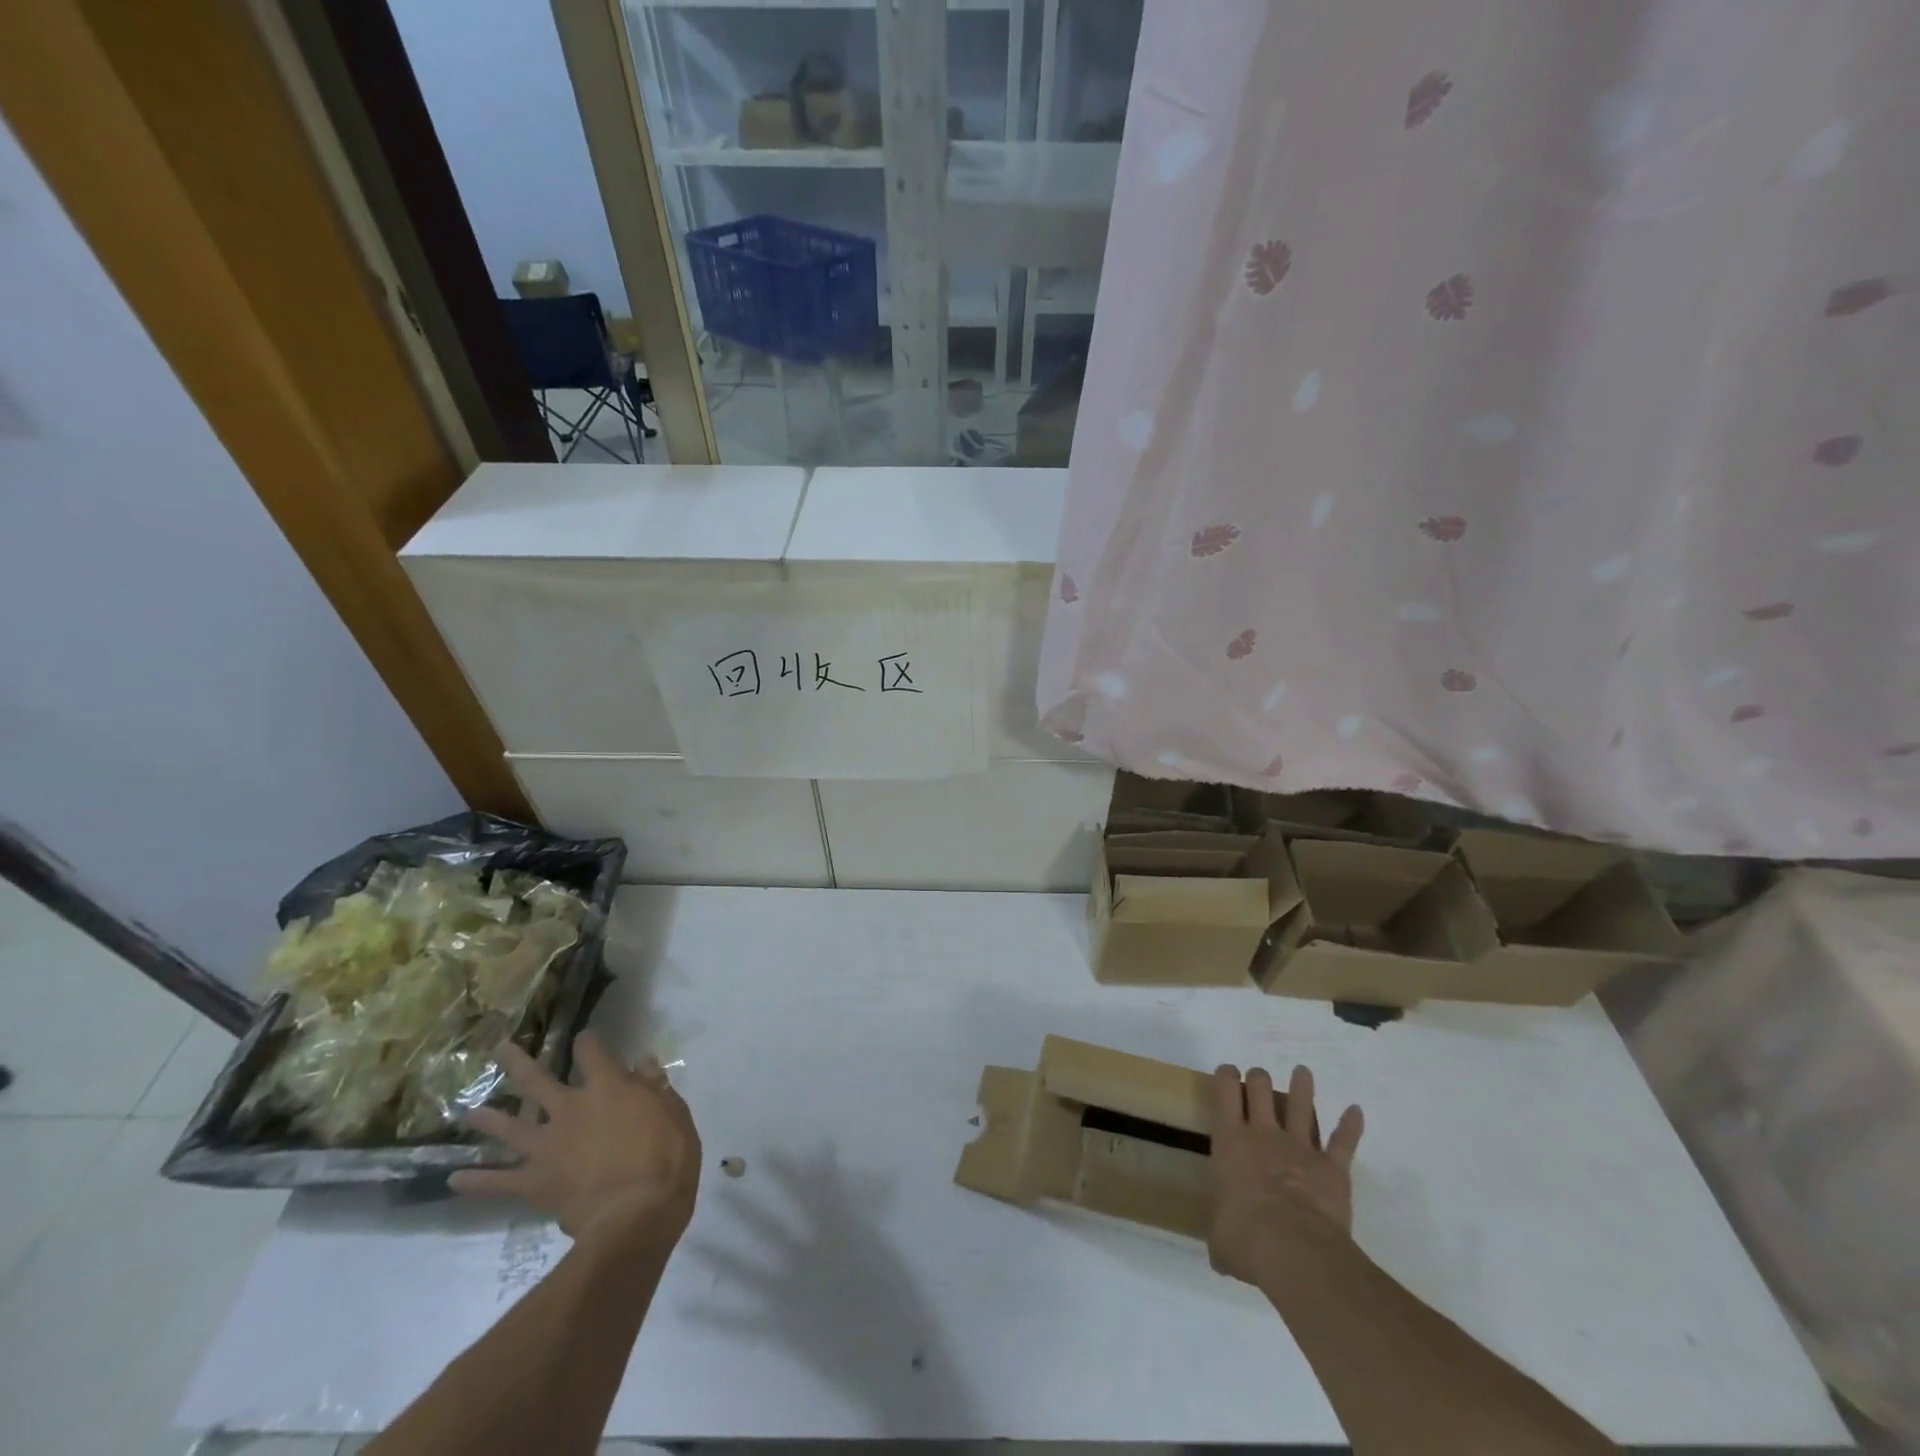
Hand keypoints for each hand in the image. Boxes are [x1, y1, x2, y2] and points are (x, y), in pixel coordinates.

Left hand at [451, 1031, 701, 1252]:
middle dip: (517, 1063)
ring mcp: (548, 1146)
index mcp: (608, 1086)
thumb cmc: (666, 1157)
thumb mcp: (674, 1113)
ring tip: (467, 1111)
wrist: (636, 1213)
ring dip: (487, 1119)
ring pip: (509, 1127)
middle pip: (537, 1080)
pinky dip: (476, 1181)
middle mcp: (571, 1109)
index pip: (592, 1051)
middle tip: (499, 1049)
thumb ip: (654, 1087)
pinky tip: (454, 1180)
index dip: (588, 1041)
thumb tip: (642, 1062)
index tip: (586, 1037)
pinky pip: (498, 1181)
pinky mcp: (535, 1182)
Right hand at [1208, 1063, 1363, 1287]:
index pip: (1225, 1091)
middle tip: (1258, 1080)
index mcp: (1230, 1141)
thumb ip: (1221, 1231)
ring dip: (1302, 1087)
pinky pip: (1343, 1142)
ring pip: (1301, 1105)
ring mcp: (1300, 1147)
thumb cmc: (1245, 1238)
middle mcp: (1263, 1134)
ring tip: (1303, 1072)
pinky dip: (1350, 1126)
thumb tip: (1223, 1249)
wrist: (1296, 1252)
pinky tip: (1356, 1111)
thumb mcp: (1219, 1237)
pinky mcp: (1332, 1168)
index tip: (1227, 1074)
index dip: (1226, 1076)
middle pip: (1261, 1087)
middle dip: (1259, 1079)